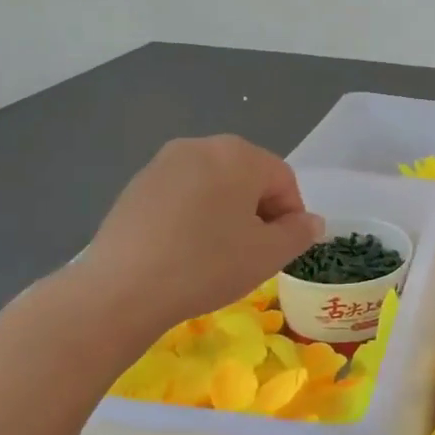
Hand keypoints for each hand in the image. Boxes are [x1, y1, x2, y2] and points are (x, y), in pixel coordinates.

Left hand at [61, 136, 323, 338]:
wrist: (123, 288)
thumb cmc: (208, 265)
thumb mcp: (268, 254)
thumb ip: (299, 233)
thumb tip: (311, 221)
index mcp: (239, 154)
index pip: (283, 179)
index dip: (290, 216)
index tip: (280, 251)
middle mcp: (201, 146)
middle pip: (247, 177)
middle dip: (257, 212)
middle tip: (251, 253)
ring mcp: (163, 163)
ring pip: (213, 186)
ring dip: (225, 214)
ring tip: (216, 254)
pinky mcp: (136, 185)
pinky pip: (182, 196)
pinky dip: (193, 217)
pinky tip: (184, 251)